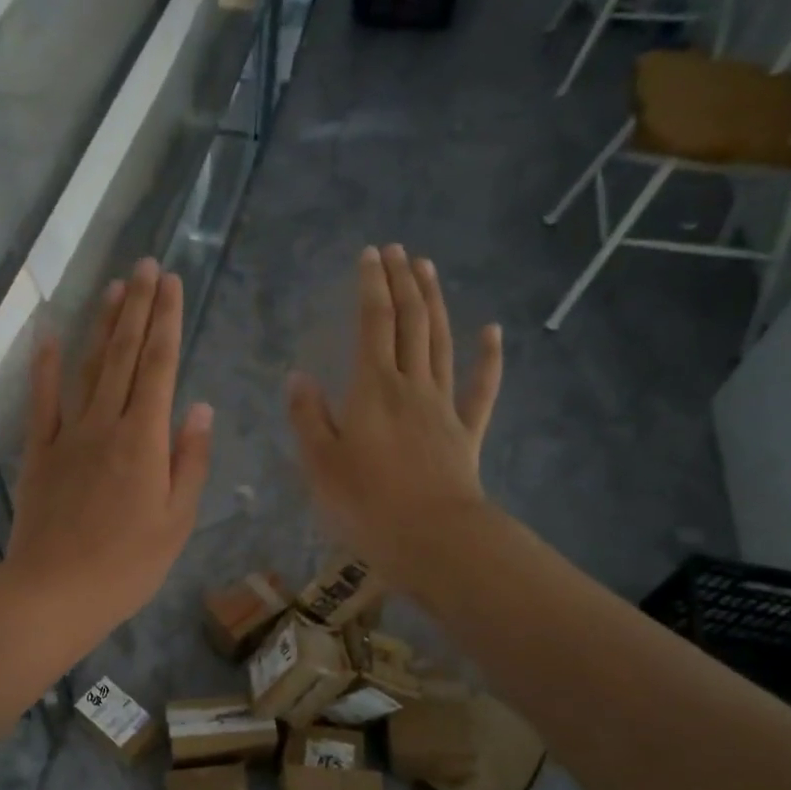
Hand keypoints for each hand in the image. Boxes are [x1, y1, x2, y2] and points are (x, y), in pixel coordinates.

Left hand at [3, 259, 212, 642]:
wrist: (55, 592)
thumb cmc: (127, 565)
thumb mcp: (177, 520)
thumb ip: (189, 460)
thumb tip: (199, 408)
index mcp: (145, 440)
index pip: (160, 367)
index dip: (167, 321)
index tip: (172, 283)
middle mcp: (105, 424)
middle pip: (124, 355)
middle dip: (139, 308)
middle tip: (147, 265)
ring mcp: (67, 435)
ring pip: (87, 368)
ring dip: (101, 326)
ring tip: (115, 288)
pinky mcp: (37, 453)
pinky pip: (41, 402)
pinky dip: (43, 367)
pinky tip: (47, 336)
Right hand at [286, 245, 502, 593]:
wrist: (433, 538)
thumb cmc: (367, 503)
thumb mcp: (320, 463)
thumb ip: (308, 417)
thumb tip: (298, 377)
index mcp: (373, 389)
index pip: (373, 324)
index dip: (371, 286)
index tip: (370, 254)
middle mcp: (411, 385)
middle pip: (410, 323)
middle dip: (402, 282)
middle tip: (398, 250)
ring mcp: (443, 406)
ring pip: (441, 343)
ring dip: (435, 303)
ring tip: (428, 270)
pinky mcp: (466, 432)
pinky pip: (480, 388)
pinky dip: (488, 358)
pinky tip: (492, 331)